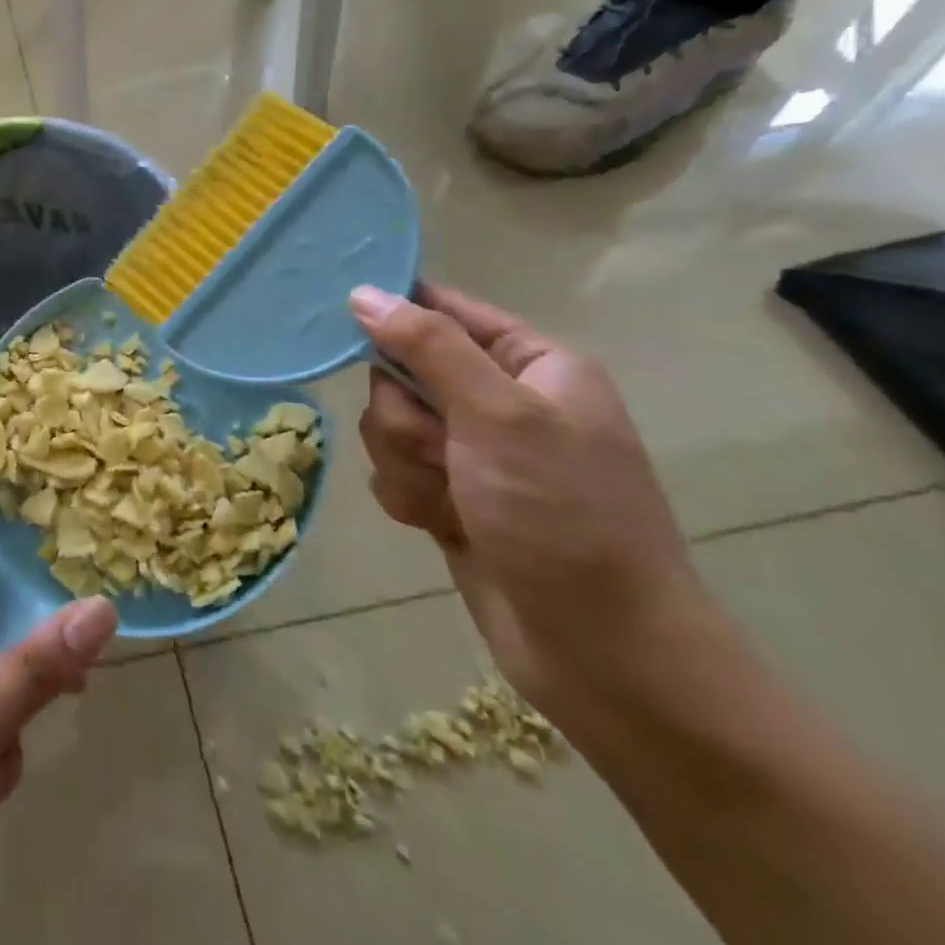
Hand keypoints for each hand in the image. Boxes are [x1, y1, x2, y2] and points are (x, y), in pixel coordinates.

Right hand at [350, 283, 705, 714]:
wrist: (601, 650)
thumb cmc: (562, 515)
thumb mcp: (498, 415)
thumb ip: (428, 346)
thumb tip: (364, 294)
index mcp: (530, 364)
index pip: (443, 308)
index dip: (395, 313)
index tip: (343, 321)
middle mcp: (499, 400)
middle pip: (401, 374)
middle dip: (407, 419)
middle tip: (443, 452)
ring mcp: (472, 452)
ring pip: (388, 426)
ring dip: (407, 464)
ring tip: (452, 502)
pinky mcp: (450, 495)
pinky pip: (393, 471)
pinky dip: (410, 497)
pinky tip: (443, 527)